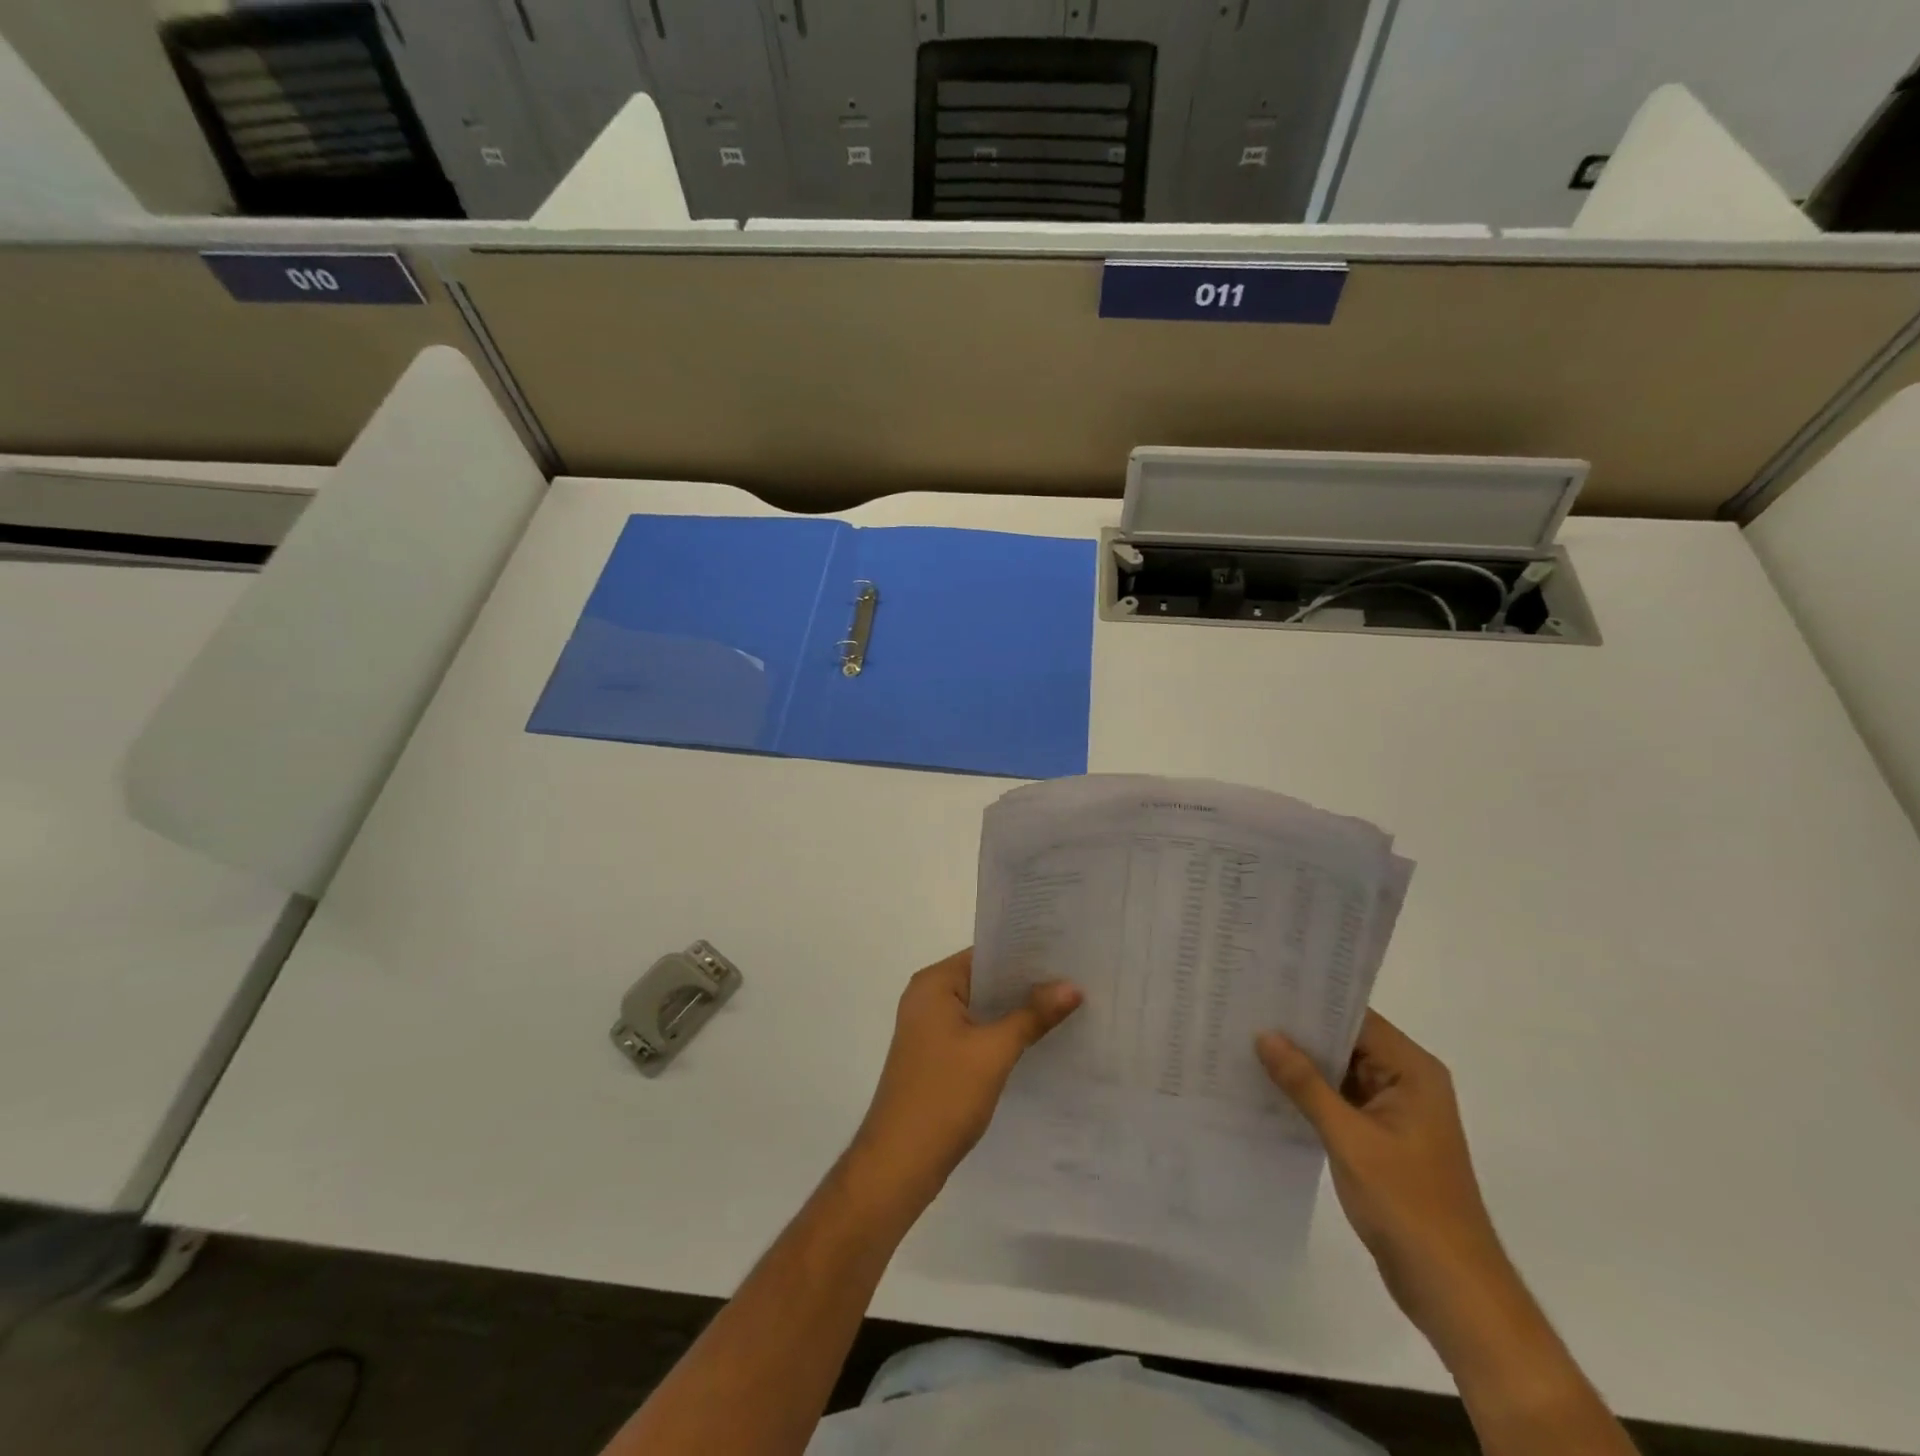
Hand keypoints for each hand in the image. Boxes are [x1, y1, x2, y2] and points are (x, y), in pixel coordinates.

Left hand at [851, 948, 1080, 1209]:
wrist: (900, 1163)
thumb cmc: (944, 1096)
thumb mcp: (994, 1051)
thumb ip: (1032, 1015)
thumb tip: (1072, 985)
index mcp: (933, 984)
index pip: (986, 954)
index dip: (1025, 954)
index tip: (1066, 954)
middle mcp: (927, 998)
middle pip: (985, 980)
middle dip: (1026, 983)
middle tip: (1076, 979)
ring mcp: (929, 1029)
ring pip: (982, 1008)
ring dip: (1016, 1010)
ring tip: (1066, 1005)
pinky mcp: (936, 1056)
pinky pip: (976, 1031)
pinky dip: (1002, 1033)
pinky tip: (1037, 1039)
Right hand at [1257, 1012, 1513, 1341]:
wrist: (1452, 1290)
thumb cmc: (1408, 1205)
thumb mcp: (1350, 1139)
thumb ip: (1306, 1084)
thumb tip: (1265, 1035)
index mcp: (1413, 1072)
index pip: (1357, 1019)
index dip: (1312, 1003)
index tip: (1264, 988)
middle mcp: (1407, 1082)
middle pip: (1347, 1042)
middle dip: (1299, 1032)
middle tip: (1244, 1012)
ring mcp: (1394, 1112)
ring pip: (1340, 1072)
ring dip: (1301, 1064)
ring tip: (1245, 1042)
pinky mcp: (1380, 1139)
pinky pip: (1339, 1100)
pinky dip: (1309, 1094)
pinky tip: (1268, 1087)